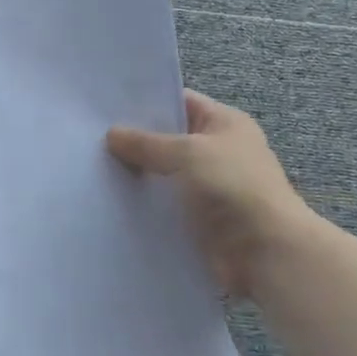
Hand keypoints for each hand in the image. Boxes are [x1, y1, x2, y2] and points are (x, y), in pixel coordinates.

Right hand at [106, 90, 317, 297]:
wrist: (265, 253)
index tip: (107, 108)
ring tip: (92, 170)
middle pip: (168, 140)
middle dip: (135, 142)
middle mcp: (218, 152)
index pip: (180, 102)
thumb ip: (147, 143)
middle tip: (91, 139)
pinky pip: (165, 207)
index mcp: (225, 124)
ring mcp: (209, 188)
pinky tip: (110, 203)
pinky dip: (143, 207)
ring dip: (136, 177)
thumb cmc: (232, 188)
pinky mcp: (199, 221)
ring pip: (163, 176)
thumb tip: (112, 134)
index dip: (147, 103)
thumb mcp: (187, 153)